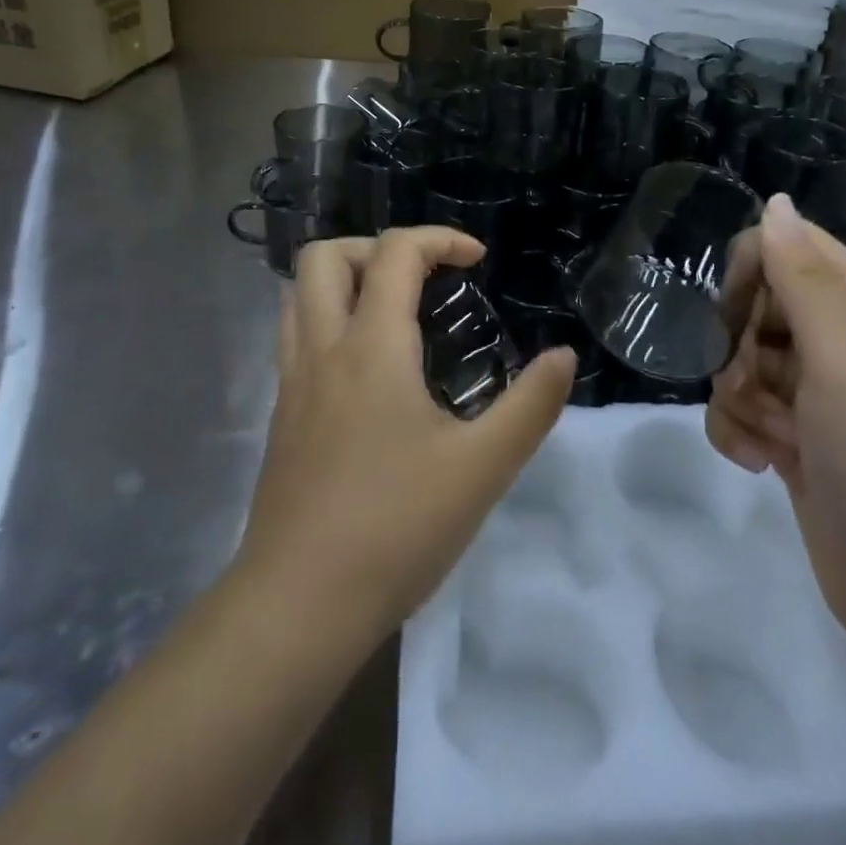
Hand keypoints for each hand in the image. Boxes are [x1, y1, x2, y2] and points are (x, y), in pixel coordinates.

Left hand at [238, 228, 576, 641]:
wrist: (299, 605)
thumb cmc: (396, 528)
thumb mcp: (483, 468)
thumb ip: (531, 405)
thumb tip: (563, 356)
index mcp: (372, 348)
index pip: (395, 253)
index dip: (440, 239)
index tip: (478, 262)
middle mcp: (322, 350)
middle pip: (326, 256)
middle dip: (379, 248)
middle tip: (424, 279)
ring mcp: (292, 383)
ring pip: (299, 294)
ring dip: (346, 280)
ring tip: (395, 311)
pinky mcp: (281, 417)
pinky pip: (296, 336)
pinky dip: (330, 319)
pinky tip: (369, 368)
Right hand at [708, 194, 845, 646]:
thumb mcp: (841, 357)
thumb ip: (803, 277)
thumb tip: (776, 203)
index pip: (789, 246)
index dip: (754, 269)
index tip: (737, 312)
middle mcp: (835, 342)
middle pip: (755, 305)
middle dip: (738, 344)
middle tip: (755, 381)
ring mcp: (811, 394)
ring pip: (738, 361)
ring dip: (735, 397)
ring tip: (768, 435)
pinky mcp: (791, 437)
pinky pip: (737, 410)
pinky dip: (736, 433)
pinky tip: (758, 462)